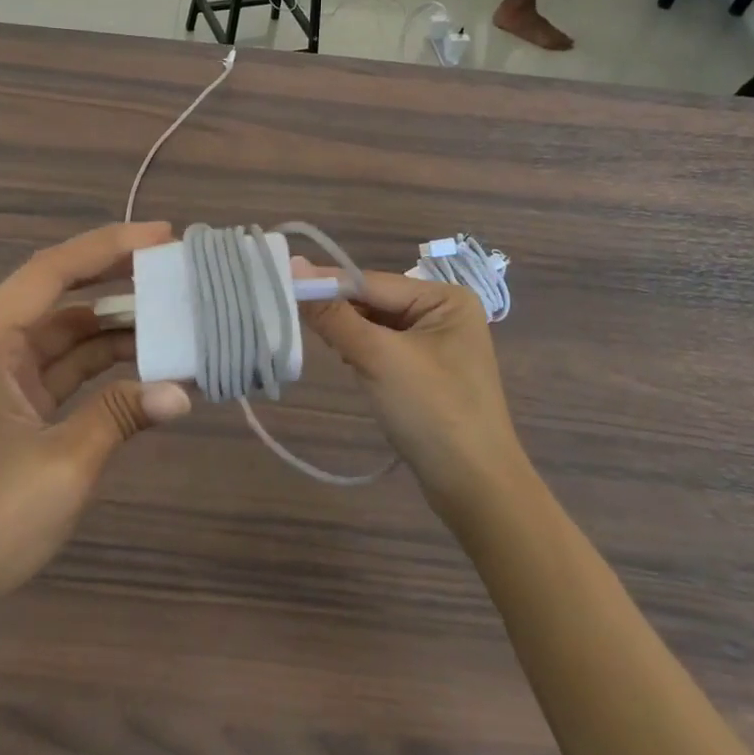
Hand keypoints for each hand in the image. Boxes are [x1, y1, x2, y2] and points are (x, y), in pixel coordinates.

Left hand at [0, 224, 190, 627]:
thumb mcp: (62, 471)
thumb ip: (121, 418)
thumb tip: (182, 393)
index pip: (50, 273)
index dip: (109, 247)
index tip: (163, 235)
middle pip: (55, 298)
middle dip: (116, 284)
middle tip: (177, 274)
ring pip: (57, 336)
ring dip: (110, 331)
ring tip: (173, 321)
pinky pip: (49, 370)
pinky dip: (92, 367)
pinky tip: (139, 367)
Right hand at [299, 265, 523, 525]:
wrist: (474, 488)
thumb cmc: (432, 412)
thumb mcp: (378, 357)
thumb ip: (334, 315)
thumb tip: (295, 266)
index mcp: (445, 298)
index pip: (371, 282)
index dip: (326, 284)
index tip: (279, 282)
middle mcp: (442, 313)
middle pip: (373, 302)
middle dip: (339, 314)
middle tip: (293, 320)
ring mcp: (435, 345)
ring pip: (373, 327)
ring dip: (348, 336)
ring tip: (327, 349)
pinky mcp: (425, 374)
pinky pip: (382, 350)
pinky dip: (360, 355)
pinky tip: (349, 367)